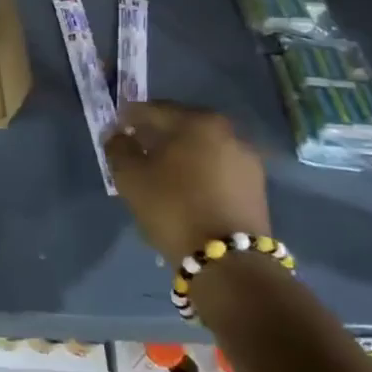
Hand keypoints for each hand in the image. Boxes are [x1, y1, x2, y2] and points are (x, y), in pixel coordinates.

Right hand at [103, 102, 270, 265]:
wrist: (229, 262)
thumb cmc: (173, 207)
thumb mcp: (130, 176)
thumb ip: (118, 148)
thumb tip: (118, 135)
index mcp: (198, 121)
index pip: (154, 109)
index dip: (129, 117)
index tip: (115, 129)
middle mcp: (228, 132)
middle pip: (182, 126)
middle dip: (157, 135)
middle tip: (136, 150)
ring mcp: (247, 160)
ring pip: (202, 148)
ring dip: (180, 155)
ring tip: (160, 173)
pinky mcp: (256, 187)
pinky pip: (217, 169)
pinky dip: (199, 172)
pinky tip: (184, 190)